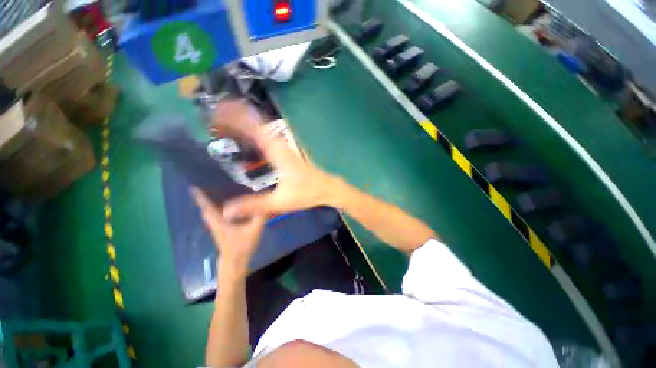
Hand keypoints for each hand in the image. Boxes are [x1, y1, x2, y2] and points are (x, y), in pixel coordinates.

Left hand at [192, 188, 265, 274]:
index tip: (193, 188)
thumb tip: (263, 204)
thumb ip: (259, 217)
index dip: (201, 198)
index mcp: (220, 223)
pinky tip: (230, 209)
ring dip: (212, 205)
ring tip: (217, 196)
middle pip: (207, 210)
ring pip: (212, 215)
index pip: (208, 208)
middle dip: (205, 200)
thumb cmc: (242, 246)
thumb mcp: (254, 230)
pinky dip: (219, 211)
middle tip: (208, 189)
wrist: (236, 263)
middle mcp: (216, 224)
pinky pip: (219, 218)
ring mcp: (218, 229)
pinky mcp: (223, 232)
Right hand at [209, 101, 338, 219]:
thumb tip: (226, 211)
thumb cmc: (306, 193)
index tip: (216, 112)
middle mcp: (280, 145)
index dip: (234, 117)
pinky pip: (267, 136)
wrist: (327, 188)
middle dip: (235, 116)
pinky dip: (254, 131)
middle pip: (255, 122)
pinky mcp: (286, 151)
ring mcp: (284, 147)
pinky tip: (245, 136)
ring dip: (244, 122)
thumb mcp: (279, 201)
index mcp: (277, 152)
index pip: (253, 127)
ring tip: (224, 121)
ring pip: (262, 127)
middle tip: (214, 116)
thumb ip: (254, 205)